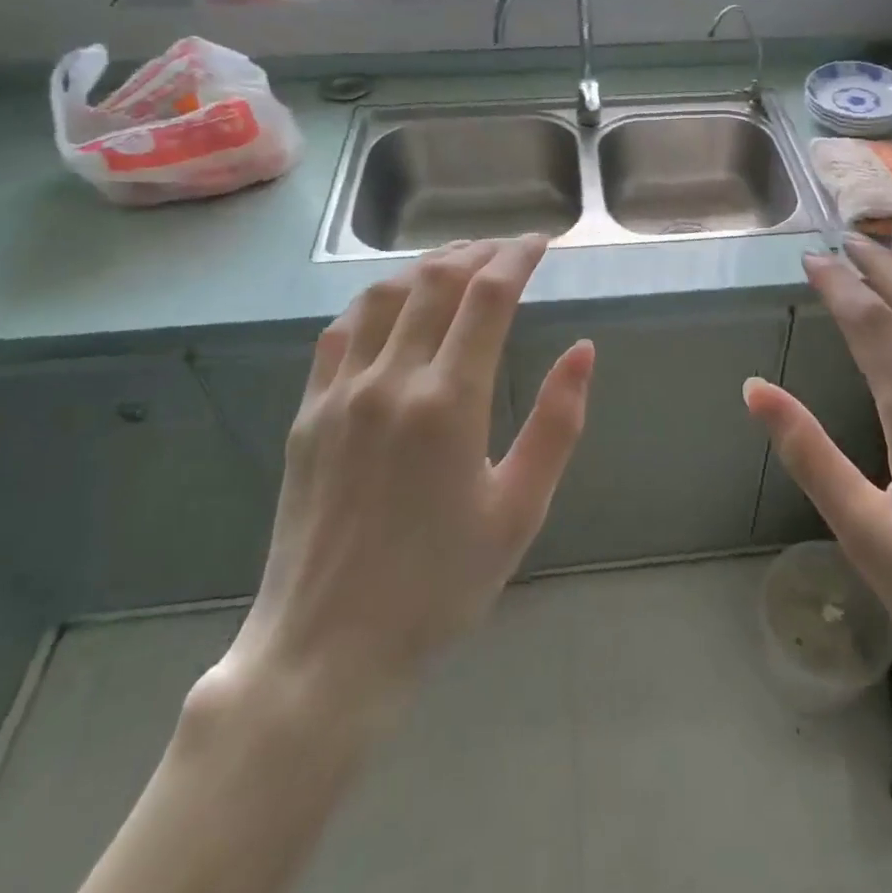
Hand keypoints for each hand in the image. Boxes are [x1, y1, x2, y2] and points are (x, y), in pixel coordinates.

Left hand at [214, 235, 594, 724]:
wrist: (327, 649)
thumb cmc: (440, 585)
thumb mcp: (519, 510)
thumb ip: (557, 423)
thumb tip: (583, 351)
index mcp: (448, 403)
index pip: (487, 297)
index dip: (517, 258)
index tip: (541, 243)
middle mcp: (390, 380)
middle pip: (436, 282)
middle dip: (478, 252)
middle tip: (508, 247)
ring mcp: (340, 392)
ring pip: (384, 295)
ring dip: (426, 266)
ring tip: (457, 261)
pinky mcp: (308, 412)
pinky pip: (341, 331)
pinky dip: (375, 300)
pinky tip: (392, 303)